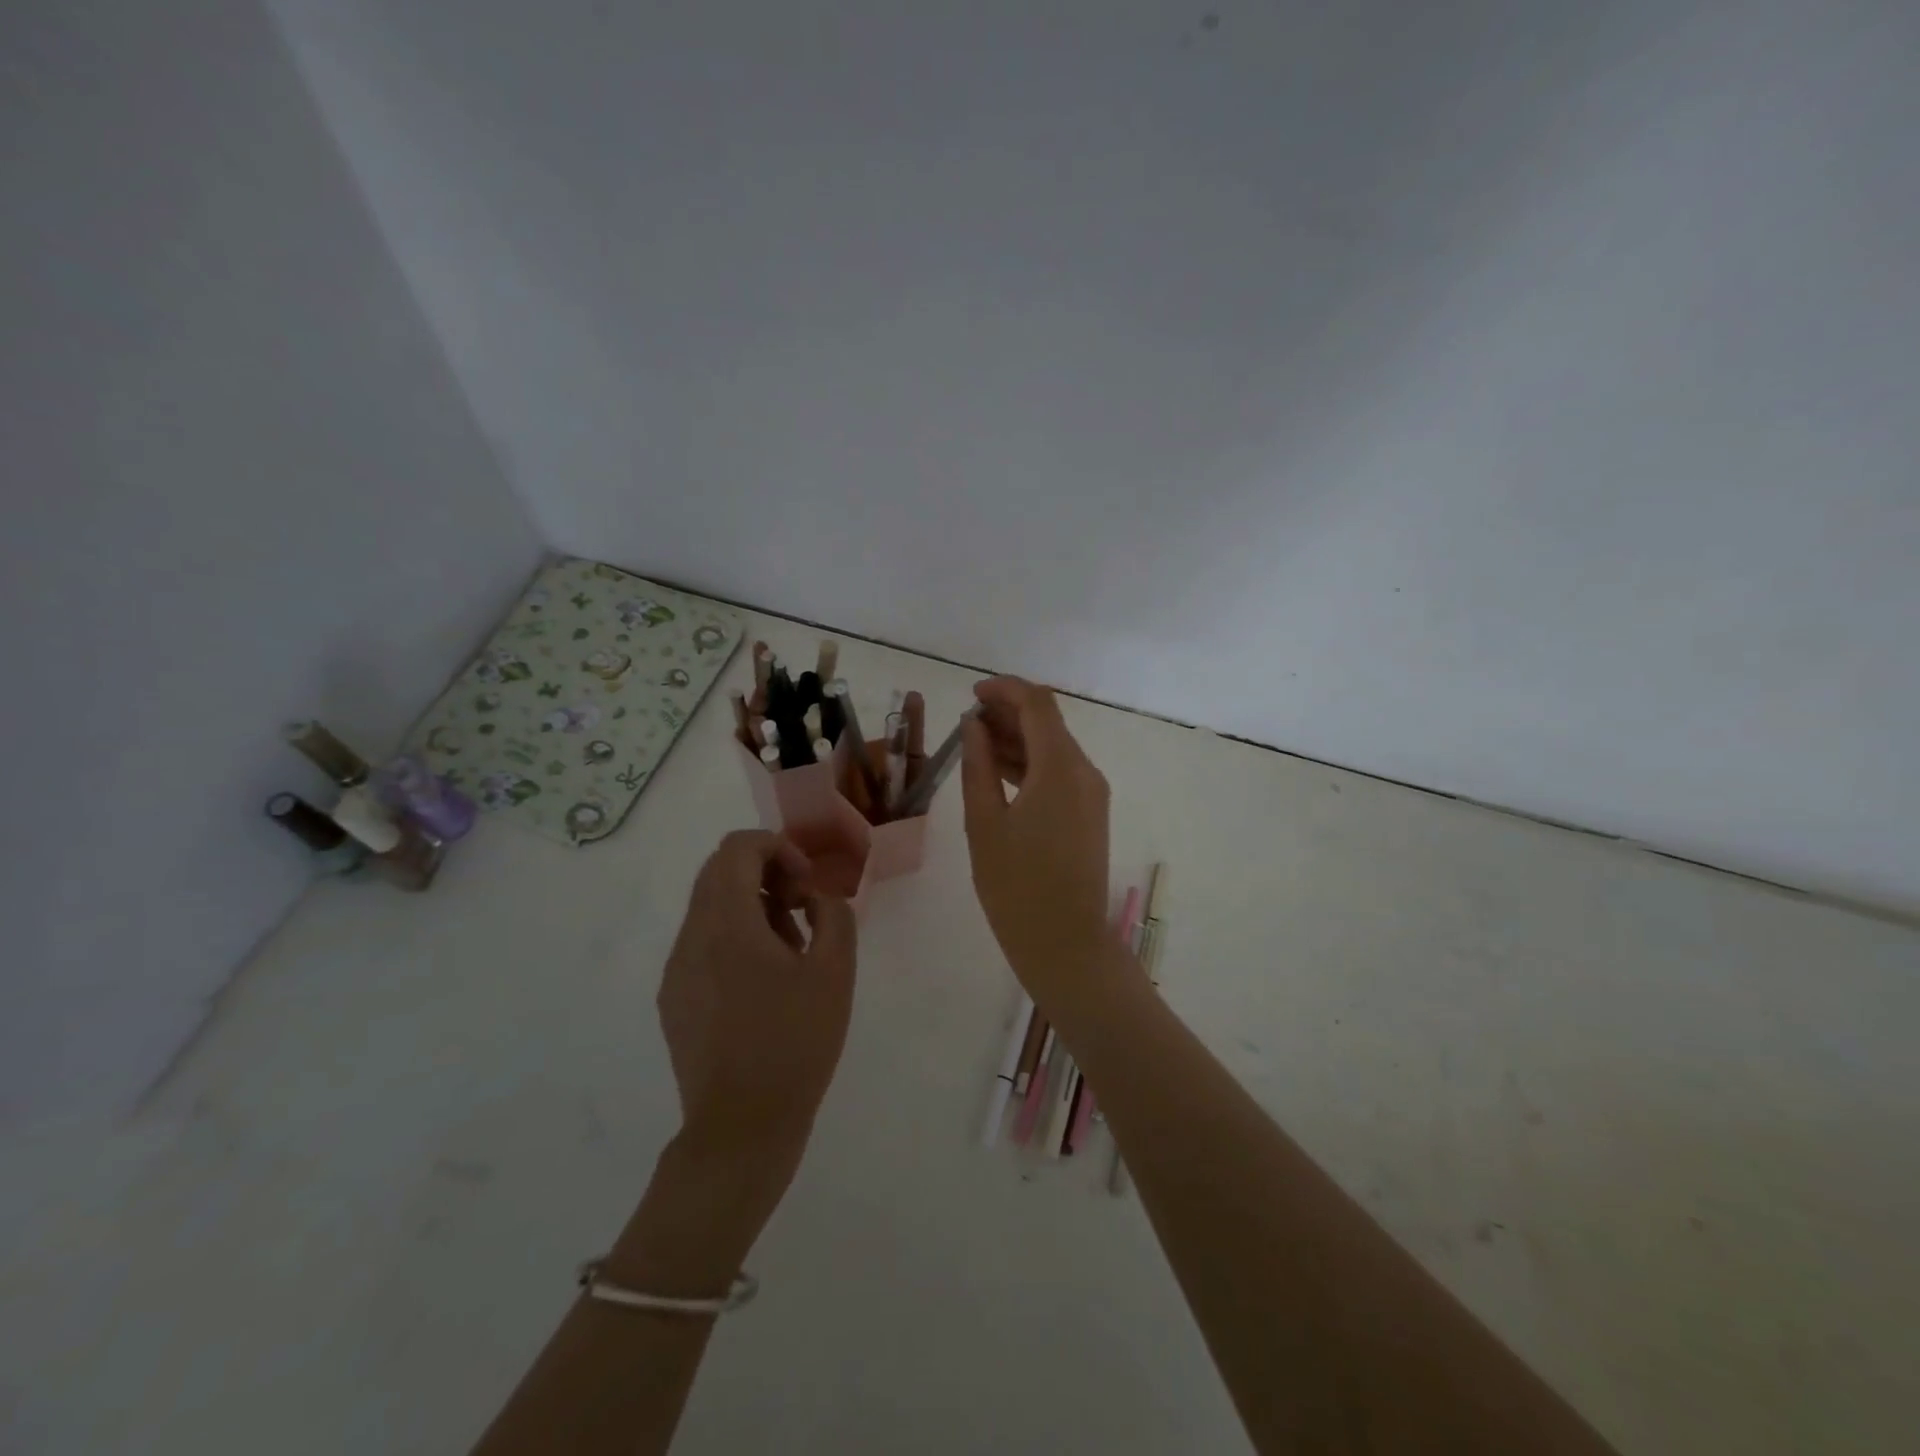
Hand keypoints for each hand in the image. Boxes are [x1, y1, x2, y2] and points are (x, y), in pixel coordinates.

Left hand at [657, 830, 857, 1179]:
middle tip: (802, 910)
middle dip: (766, 875)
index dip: (778, 848)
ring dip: (752, 907)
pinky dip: (734, 938)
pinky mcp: (674, 999)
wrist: (742, 1128)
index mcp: (727, 924)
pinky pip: (702, 943)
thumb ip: (833, 915)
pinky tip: (764, 983)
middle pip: (719, 872)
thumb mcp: (834, 972)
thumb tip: (815, 898)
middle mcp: (691, 937)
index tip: (806, 884)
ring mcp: (676, 970)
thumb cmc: (794, 1044)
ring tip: (790, 951)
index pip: (737, 848)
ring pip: (710, 908)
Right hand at [960, 677, 1119, 998]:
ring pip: (1054, 747)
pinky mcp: (1091, 814)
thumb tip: (975, 726)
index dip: (1004, 690)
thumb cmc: (1016, 886)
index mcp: (1061, 767)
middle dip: (1009, 713)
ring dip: (1019, 738)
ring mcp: (1092, 794)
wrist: (1066, 943)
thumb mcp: (985, 822)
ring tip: (976, 745)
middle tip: (967, 722)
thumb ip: (978, 765)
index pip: (1037, 703)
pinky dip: (1031, 764)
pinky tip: (999, 773)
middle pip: (1049, 722)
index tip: (971, 694)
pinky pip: (1060, 773)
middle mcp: (1085, 771)